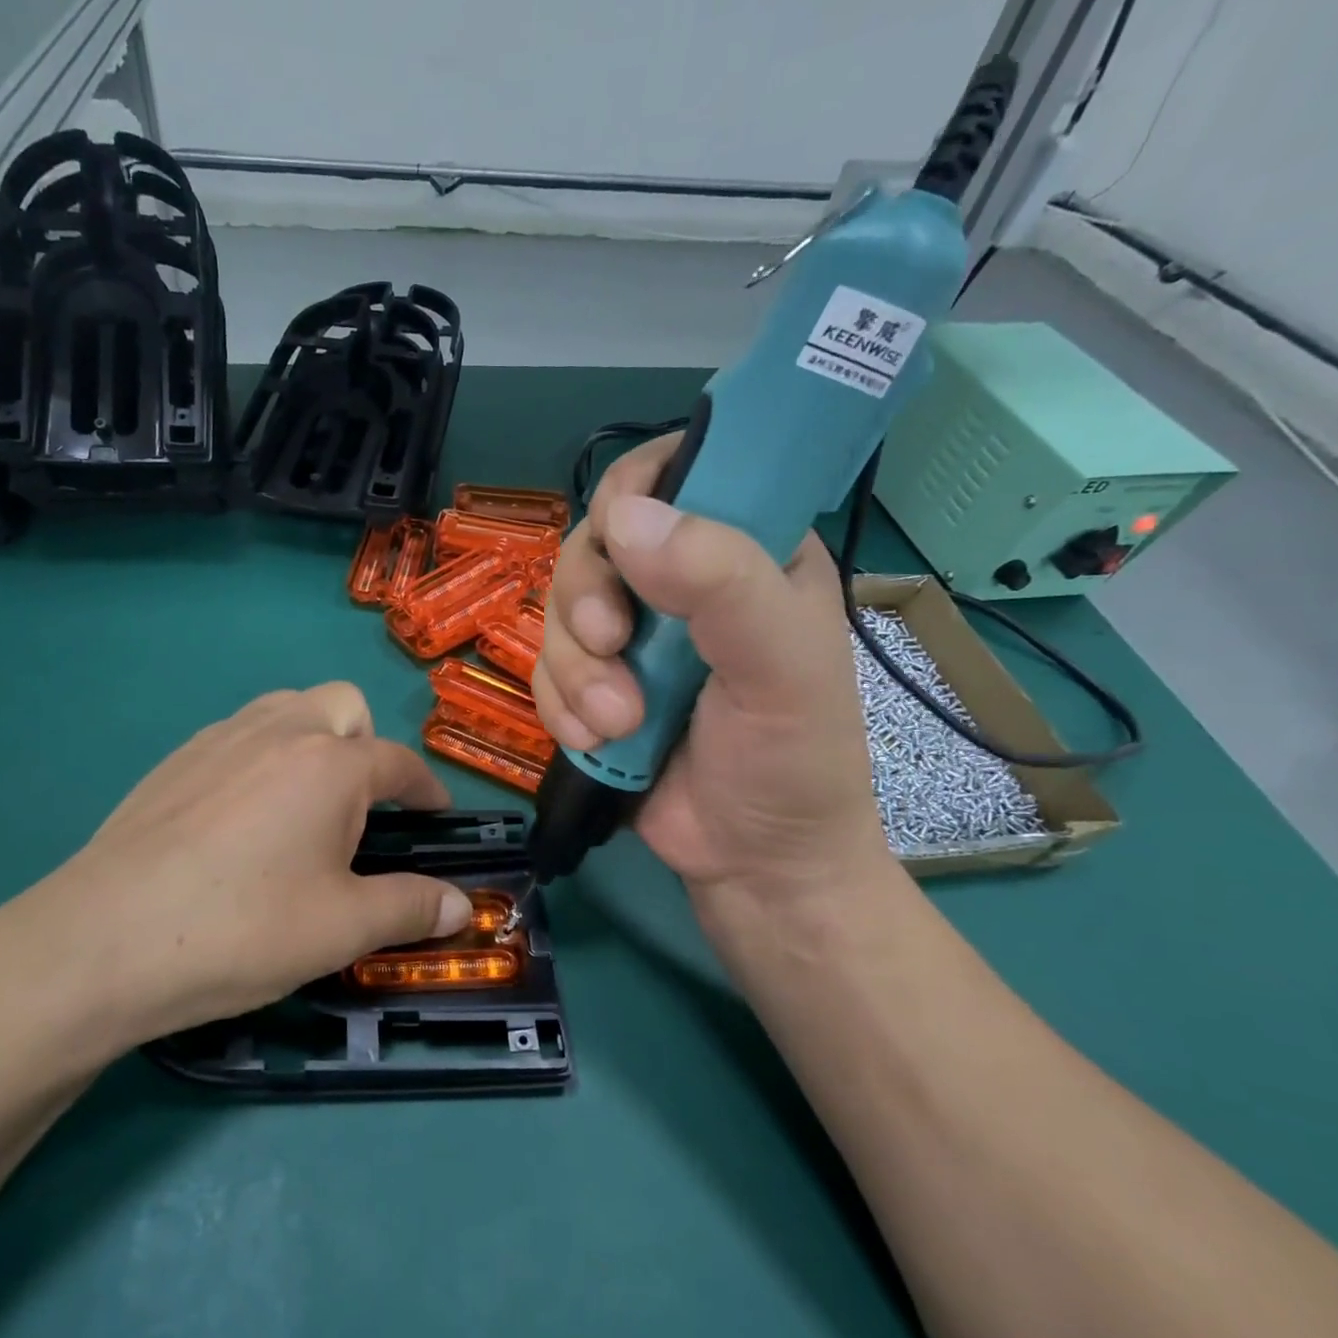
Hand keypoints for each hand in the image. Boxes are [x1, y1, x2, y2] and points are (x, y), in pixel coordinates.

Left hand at [0, 684, 472, 1061]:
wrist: (103, 941)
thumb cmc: (243, 930)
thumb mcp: (342, 928)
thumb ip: (410, 907)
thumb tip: (461, 907)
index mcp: (331, 764)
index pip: (399, 762)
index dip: (427, 789)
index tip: (436, 815)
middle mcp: (280, 731)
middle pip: (344, 706)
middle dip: (366, 745)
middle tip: (359, 809)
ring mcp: (220, 739)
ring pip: (286, 709)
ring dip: (313, 739)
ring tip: (303, 804)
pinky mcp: (174, 760)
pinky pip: (238, 734)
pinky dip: (261, 756)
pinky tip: (240, 818)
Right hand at [532, 434, 893, 925]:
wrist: (754, 864)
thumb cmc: (793, 761)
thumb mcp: (781, 667)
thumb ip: (721, 582)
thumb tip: (626, 519)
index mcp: (746, 550)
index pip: (678, 472)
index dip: (634, 489)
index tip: (618, 535)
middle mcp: (681, 583)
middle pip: (594, 543)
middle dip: (588, 601)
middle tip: (612, 648)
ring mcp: (631, 638)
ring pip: (557, 611)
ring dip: (576, 671)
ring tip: (618, 725)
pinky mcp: (592, 686)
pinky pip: (544, 670)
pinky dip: (560, 706)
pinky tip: (595, 742)